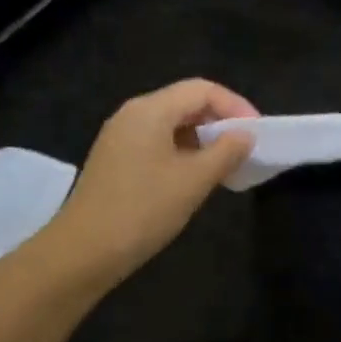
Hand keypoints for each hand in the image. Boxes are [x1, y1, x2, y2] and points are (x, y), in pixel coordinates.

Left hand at [41, 78, 258, 288]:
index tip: (257, 133)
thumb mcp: (194, 180)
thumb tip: (245, 135)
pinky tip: (195, 177)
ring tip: (225, 164)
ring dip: (202, 138)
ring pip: (171, 124)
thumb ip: (226, 152)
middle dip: (219, 121)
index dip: (235, 106)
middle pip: (185, 102)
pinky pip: (157, 142)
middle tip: (245, 148)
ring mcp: (120, 137)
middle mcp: (132, 114)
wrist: (83, 252)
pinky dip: (183, 151)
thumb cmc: (143, 210)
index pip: (202, 89)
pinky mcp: (115, 159)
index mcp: (150, 110)